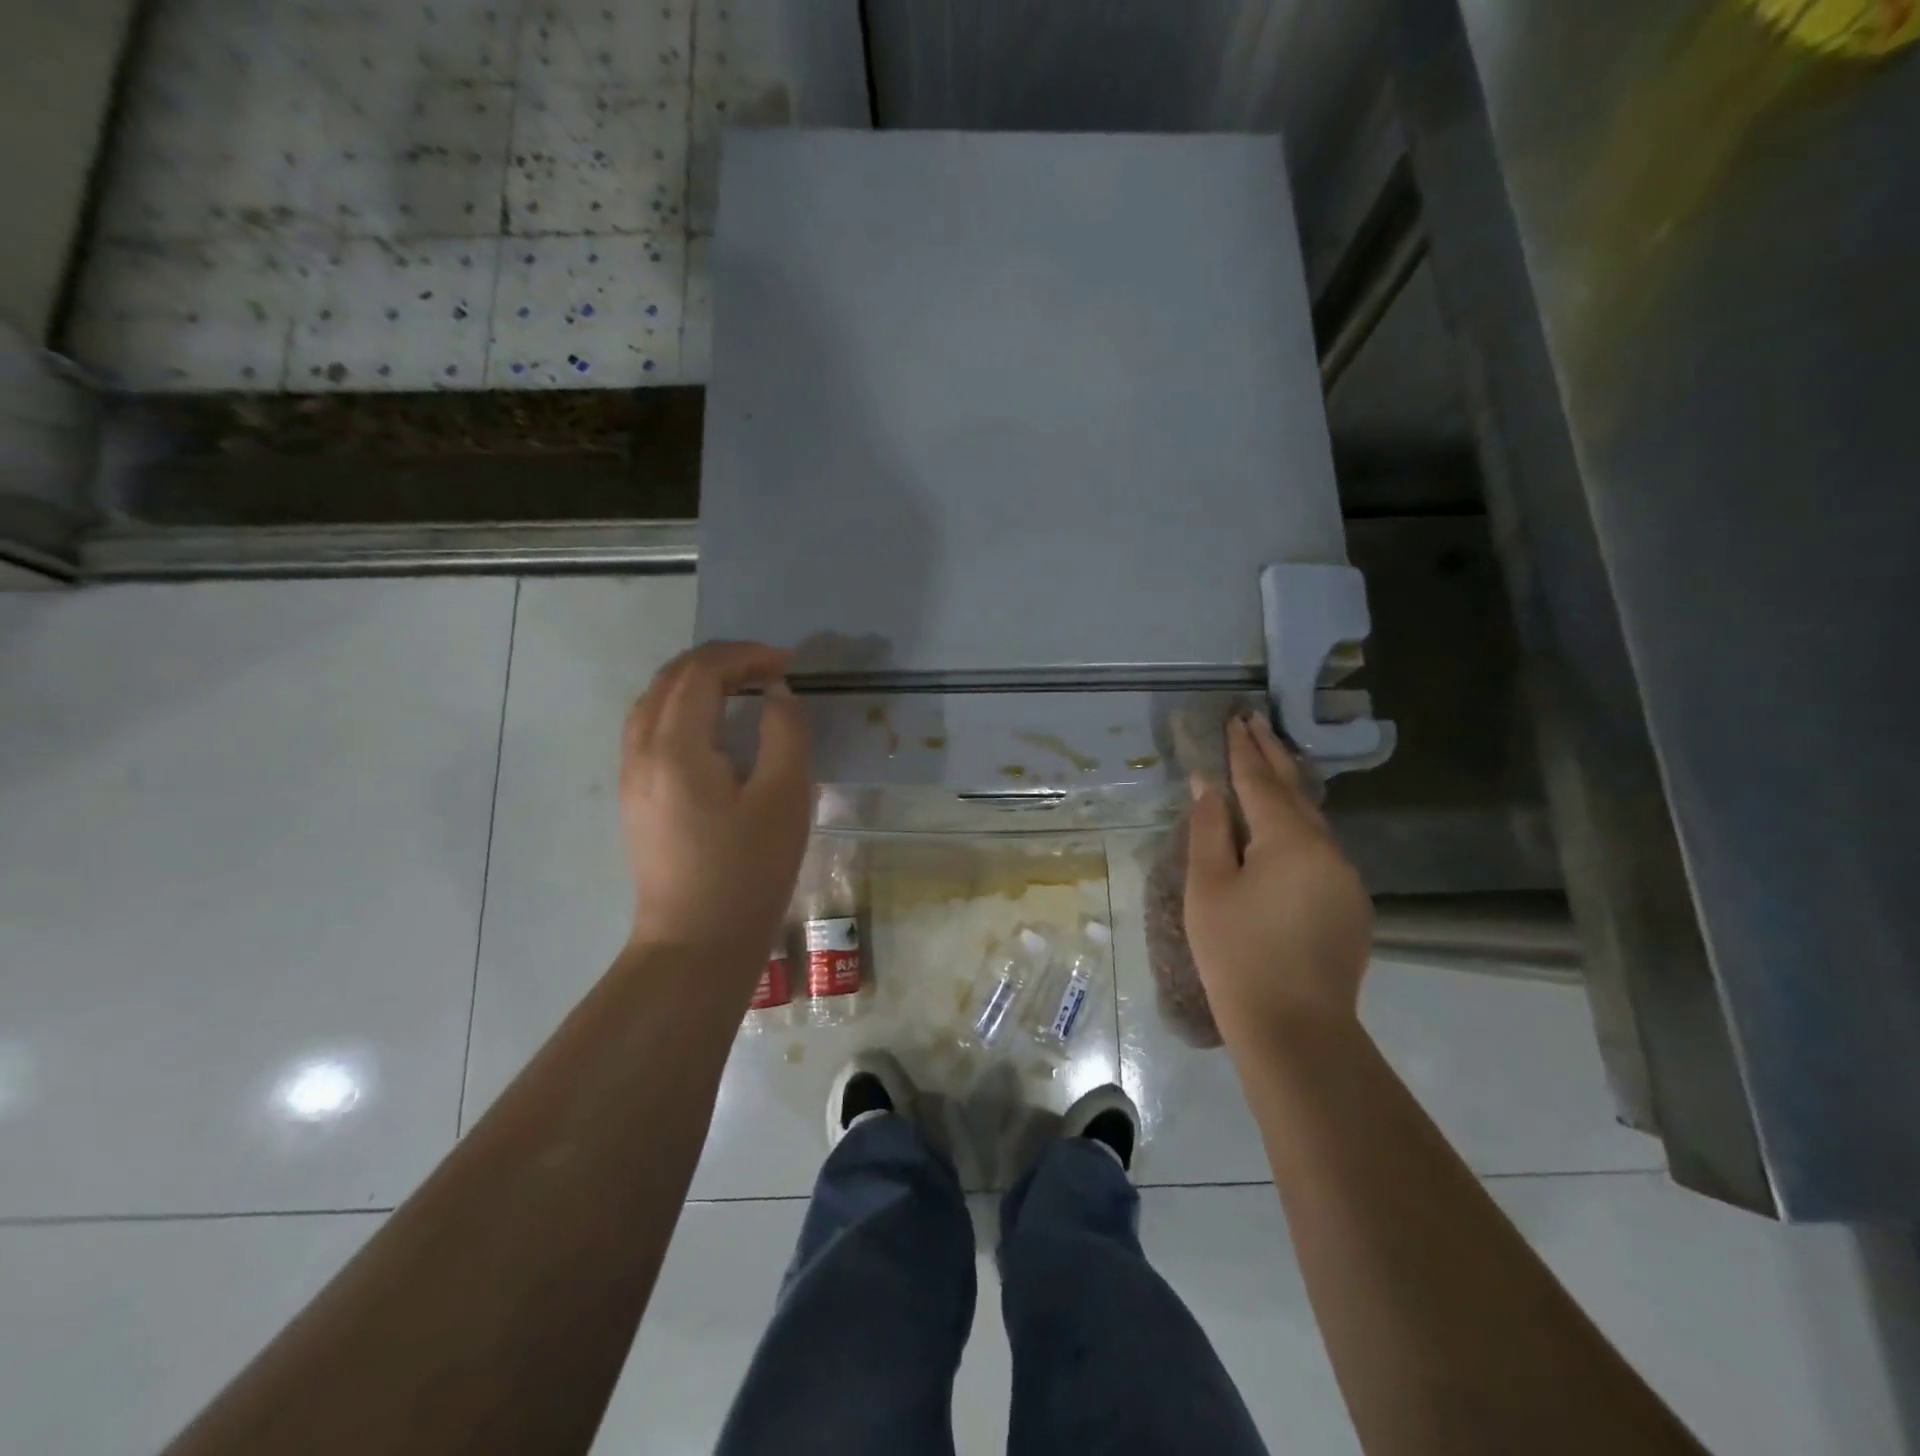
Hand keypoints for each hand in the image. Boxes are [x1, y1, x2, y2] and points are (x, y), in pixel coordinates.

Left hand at [619, 642, 813, 959]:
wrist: (696, 943)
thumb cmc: (748, 872)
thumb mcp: (786, 798)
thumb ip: (785, 731)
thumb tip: (774, 694)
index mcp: (676, 747)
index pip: (701, 671)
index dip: (745, 655)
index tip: (787, 664)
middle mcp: (641, 751)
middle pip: (672, 678)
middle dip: (722, 661)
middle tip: (770, 669)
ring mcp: (631, 774)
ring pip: (655, 700)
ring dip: (699, 681)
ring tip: (744, 688)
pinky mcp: (634, 796)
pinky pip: (650, 727)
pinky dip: (683, 706)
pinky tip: (713, 726)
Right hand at [1184, 714, 1372, 1037]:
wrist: (1295, 1028)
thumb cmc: (1237, 953)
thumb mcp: (1209, 887)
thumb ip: (1210, 829)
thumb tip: (1209, 786)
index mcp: (1291, 840)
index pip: (1261, 781)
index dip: (1244, 749)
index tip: (1236, 719)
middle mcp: (1328, 849)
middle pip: (1295, 791)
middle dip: (1272, 754)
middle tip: (1255, 722)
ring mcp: (1346, 878)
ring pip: (1313, 821)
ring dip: (1287, 790)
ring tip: (1267, 765)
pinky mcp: (1351, 904)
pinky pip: (1320, 849)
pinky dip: (1299, 825)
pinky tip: (1283, 828)